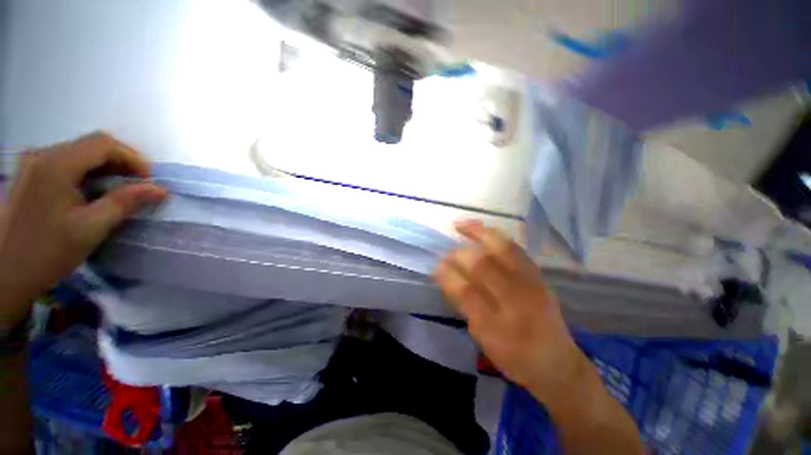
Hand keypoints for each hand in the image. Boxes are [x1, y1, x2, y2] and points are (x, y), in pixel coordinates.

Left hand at [0, 132, 166, 326]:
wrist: (2, 273)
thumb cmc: (47, 252)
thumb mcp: (90, 228)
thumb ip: (125, 202)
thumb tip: (160, 189)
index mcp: (56, 164)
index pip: (103, 144)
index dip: (133, 158)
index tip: (149, 181)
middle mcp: (42, 154)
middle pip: (90, 145)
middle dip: (120, 162)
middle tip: (138, 186)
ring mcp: (32, 162)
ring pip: (78, 152)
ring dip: (103, 167)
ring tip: (117, 190)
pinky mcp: (28, 173)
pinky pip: (64, 162)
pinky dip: (86, 172)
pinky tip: (90, 191)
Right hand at [433, 220, 589, 404]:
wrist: (558, 363)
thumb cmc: (515, 357)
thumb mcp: (483, 340)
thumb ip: (464, 306)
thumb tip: (446, 278)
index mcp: (500, 326)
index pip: (468, 292)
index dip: (448, 275)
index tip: (436, 268)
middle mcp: (518, 301)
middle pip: (484, 266)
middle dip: (460, 254)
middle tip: (447, 253)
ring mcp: (532, 284)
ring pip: (503, 249)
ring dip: (478, 233)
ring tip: (461, 225)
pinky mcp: (539, 275)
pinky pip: (514, 248)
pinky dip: (495, 235)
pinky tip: (483, 230)